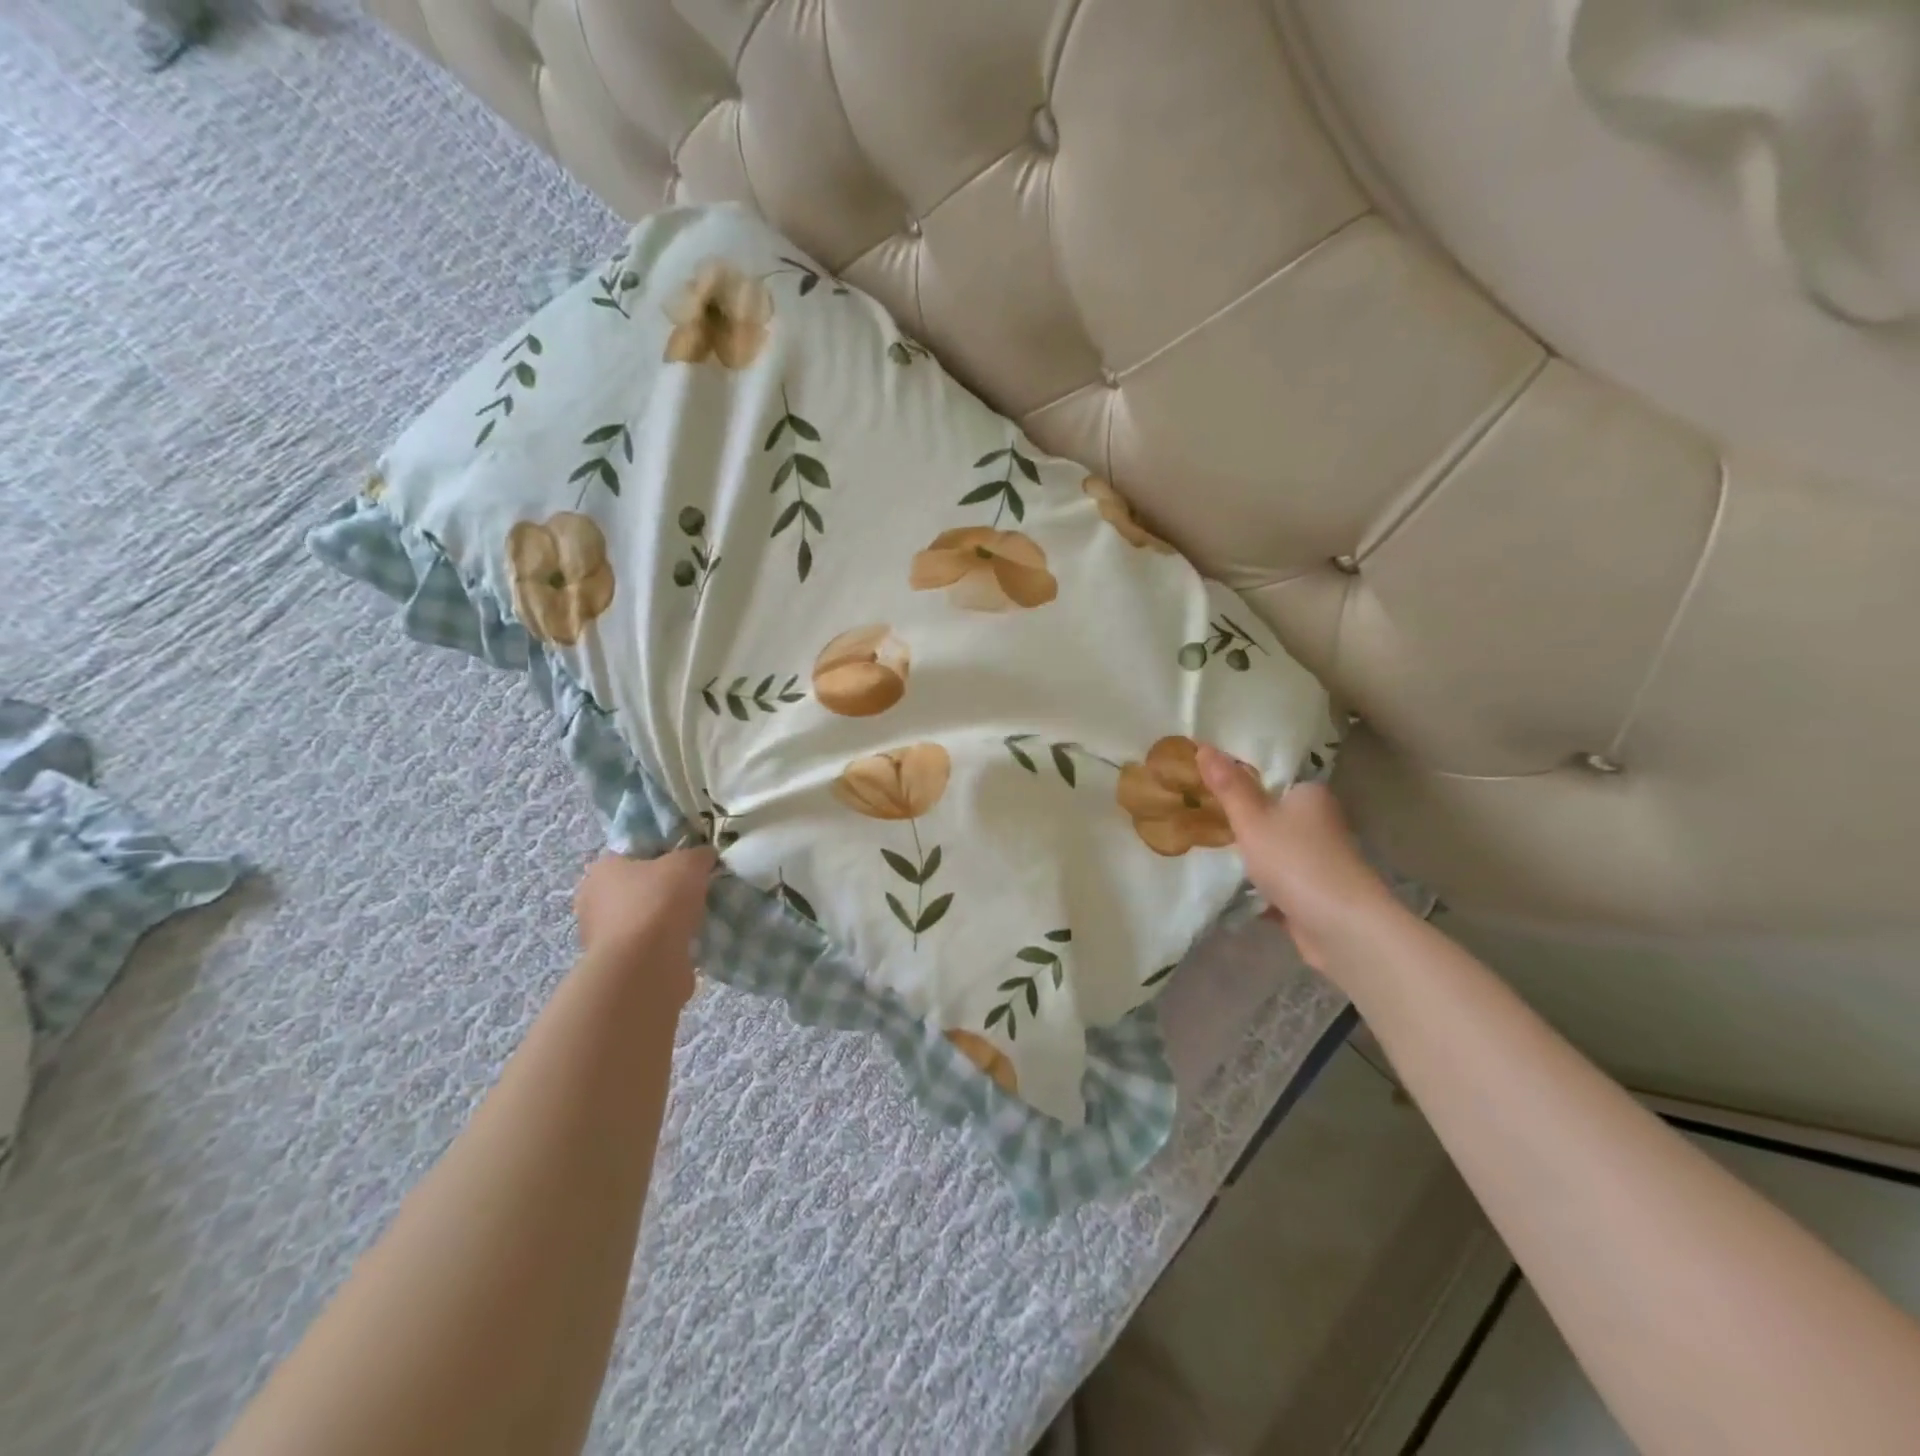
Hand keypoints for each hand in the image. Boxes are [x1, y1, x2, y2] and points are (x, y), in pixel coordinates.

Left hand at [572, 848, 715, 1000]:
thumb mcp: (690, 863)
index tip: (686, 864)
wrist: (645, 966)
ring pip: (641, 920)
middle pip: (636, 888)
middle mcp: (593, 901)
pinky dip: (664, 946)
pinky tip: (687, 944)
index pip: (632, 854)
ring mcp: (601, 937)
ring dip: (664, 922)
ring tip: (696, 920)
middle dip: (662, 891)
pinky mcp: (616, 966)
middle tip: (694, 892)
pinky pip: (646, 947)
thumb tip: (705, 856)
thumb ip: (699, 855)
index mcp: (602, 869)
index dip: (661, 855)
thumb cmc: (659, 901)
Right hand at [1195, 743, 1404, 977]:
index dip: (1236, 778)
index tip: (1199, 781)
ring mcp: (1315, 861)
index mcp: (1310, 795)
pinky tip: (1219, 884)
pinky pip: (1272, 882)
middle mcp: (1318, 823)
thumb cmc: (1297, 861)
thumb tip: (1203, 745)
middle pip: (1267, 814)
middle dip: (1234, 819)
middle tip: (1189, 813)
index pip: (1270, 777)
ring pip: (1268, 850)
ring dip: (1242, 855)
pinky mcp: (1310, 894)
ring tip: (1195, 846)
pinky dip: (1251, 885)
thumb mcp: (1253, 819)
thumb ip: (1228, 786)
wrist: (1342, 928)